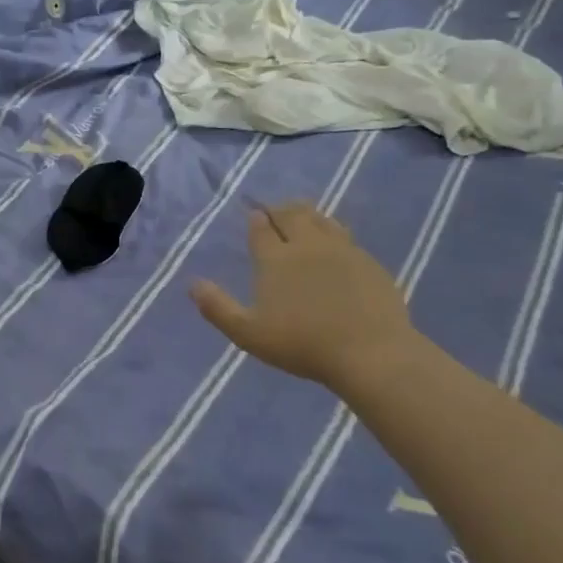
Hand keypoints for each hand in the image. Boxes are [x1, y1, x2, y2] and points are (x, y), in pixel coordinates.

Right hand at [190, 201, 413, 388]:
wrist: (370, 353)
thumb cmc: (302, 345)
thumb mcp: (248, 333)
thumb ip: (217, 307)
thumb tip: (192, 284)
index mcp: (275, 259)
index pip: (261, 229)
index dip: (255, 219)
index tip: (252, 214)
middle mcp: (307, 245)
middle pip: (291, 214)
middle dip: (279, 209)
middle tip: (273, 211)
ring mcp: (342, 250)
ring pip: (320, 219)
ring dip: (306, 213)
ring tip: (300, 215)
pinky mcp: (368, 262)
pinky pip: (345, 235)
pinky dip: (332, 230)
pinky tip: (333, 240)